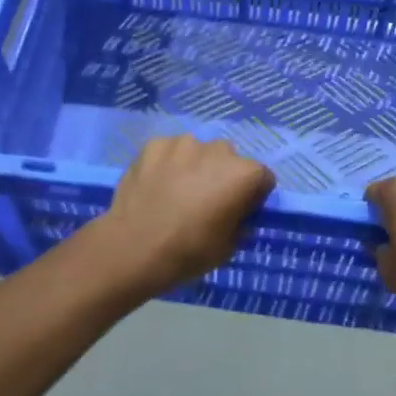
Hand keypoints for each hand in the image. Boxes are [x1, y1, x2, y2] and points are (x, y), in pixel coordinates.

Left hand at [96, 136, 274, 296]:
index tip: (238, 212)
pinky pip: (169, 152)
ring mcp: (183, 143)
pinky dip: (167, 164)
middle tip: (205, 201)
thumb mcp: (228, 247)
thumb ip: (240, 223)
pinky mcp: (153, 144)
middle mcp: (218, 149)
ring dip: (194, 166)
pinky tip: (156, 185)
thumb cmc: (188, 252)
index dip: (252, 196)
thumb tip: (237, 214)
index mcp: (243, 174)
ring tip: (176, 192)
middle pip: (229, 160)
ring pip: (197, 152)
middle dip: (223, 176)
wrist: (133, 247)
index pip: (262, 178)